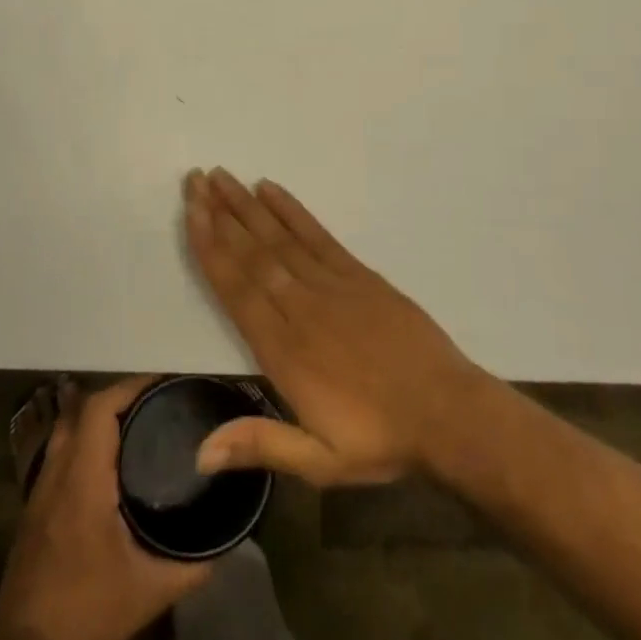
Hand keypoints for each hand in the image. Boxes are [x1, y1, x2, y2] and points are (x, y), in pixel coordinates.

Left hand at [0, 377, 207, 639]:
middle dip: (117, 397)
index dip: (129, 387)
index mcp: (82, 480)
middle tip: (155, 403)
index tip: (162, 384)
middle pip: (81, 410)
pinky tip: (108, 462)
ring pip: (66, 429)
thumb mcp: (150, 591)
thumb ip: (192, 565)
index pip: (99, 409)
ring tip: (137, 424)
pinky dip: (84, 441)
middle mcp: (56, 472)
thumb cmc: (88, 613)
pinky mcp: (34, 508)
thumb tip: (225, 544)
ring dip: (97, 417)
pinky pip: (60, 453)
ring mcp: (39, 489)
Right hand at [184, 167, 486, 486]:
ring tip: (221, 177)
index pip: (236, 288)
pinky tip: (271, 190)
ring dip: (246, 206)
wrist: (449, 414)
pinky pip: (318, 235)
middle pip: (252, 253)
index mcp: (284, 350)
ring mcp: (332, 285)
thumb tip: (198, 454)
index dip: (210, 248)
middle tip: (195, 180)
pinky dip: (292, 211)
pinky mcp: (359, 275)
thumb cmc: (380, 439)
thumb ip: (259, 445)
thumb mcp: (319, 462)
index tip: (191, 214)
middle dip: (220, 214)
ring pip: (279, 238)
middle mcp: (301, 307)